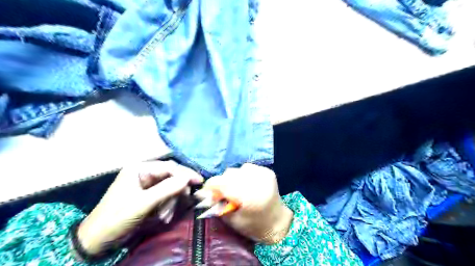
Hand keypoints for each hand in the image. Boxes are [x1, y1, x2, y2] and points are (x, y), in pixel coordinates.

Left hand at [78, 161, 201, 253]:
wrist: (97, 240)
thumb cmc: (116, 218)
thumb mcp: (142, 204)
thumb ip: (166, 189)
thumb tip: (188, 178)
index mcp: (140, 169)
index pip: (169, 167)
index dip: (185, 173)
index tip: (199, 181)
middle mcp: (144, 173)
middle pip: (171, 177)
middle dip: (175, 192)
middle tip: (181, 203)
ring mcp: (147, 185)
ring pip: (170, 188)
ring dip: (171, 202)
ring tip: (164, 216)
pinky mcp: (148, 196)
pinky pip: (165, 197)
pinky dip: (167, 206)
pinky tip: (162, 217)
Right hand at [194, 164, 291, 244]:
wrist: (278, 221)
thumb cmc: (254, 226)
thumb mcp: (233, 221)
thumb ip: (218, 206)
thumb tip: (204, 194)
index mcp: (249, 197)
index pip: (222, 183)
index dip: (211, 186)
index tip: (205, 191)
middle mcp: (257, 182)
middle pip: (229, 174)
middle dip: (221, 183)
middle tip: (220, 193)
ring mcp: (263, 174)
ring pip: (237, 169)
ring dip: (232, 178)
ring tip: (235, 189)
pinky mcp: (267, 171)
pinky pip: (247, 168)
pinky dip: (242, 175)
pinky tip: (245, 184)